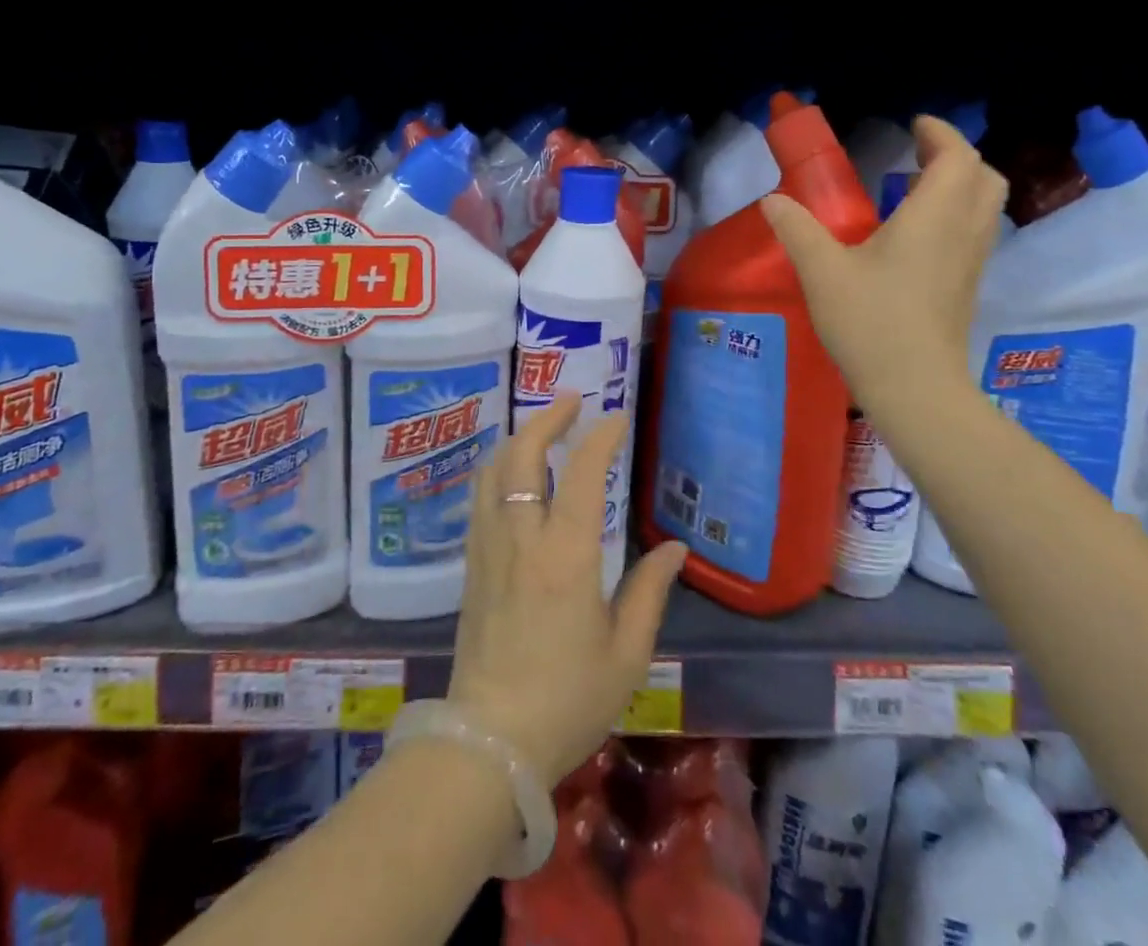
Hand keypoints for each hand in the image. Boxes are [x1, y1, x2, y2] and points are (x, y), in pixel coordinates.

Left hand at [448, 396, 687, 785]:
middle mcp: (522, 538)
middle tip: (573, 401)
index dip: (601, 437)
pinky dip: (499, 469)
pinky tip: (512, 474)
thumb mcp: (626, 655)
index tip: (617, 416)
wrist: (487, 744)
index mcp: (566, 555)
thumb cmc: (567, 700)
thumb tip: (676, 548)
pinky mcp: (471, 565)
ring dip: (519, 438)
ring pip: (494, 470)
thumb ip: (650, 592)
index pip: (585, 474)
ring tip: (543, 428)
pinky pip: (481, 498)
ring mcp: (489, 548)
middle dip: (548, 418)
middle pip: (524, 454)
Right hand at [761, 114, 1007, 419]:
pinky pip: (974, 232)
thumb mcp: (822, 271)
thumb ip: (797, 229)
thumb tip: (773, 201)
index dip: (940, 134)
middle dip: (955, 157)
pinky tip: (915, 234)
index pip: (957, 157)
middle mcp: (963, 232)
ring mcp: (971, 262)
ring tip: (913, 189)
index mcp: (933, 217)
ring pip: (984, 206)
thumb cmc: (870, 322)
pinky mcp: (967, 287)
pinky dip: (955, 214)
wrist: (915, 389)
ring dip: (958, 186)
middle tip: (917, 154)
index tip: (914, 126)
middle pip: (983, 177)